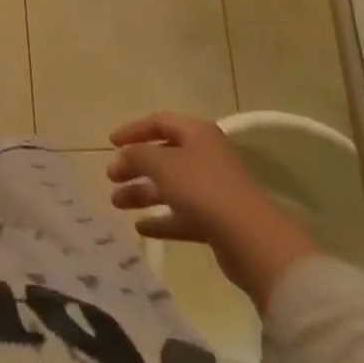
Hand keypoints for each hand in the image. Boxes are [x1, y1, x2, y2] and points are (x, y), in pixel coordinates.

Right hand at [107, 113, 319, 311]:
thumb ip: (136, 155)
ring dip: (142, 193)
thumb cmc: (204, 189)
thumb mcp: (162, 164)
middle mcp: (206, 157)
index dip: (133, 130)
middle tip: (111, 177)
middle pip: (163, 156)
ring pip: (170, 187)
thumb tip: (122, 156)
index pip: (159, 122)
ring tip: (116, 203)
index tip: (110, 143)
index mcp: (197, 134)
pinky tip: (140, 227)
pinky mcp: (217, 222)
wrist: (252, 240)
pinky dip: (161, 219)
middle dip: (135, 166)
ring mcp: (213, 190)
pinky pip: (182, 216)